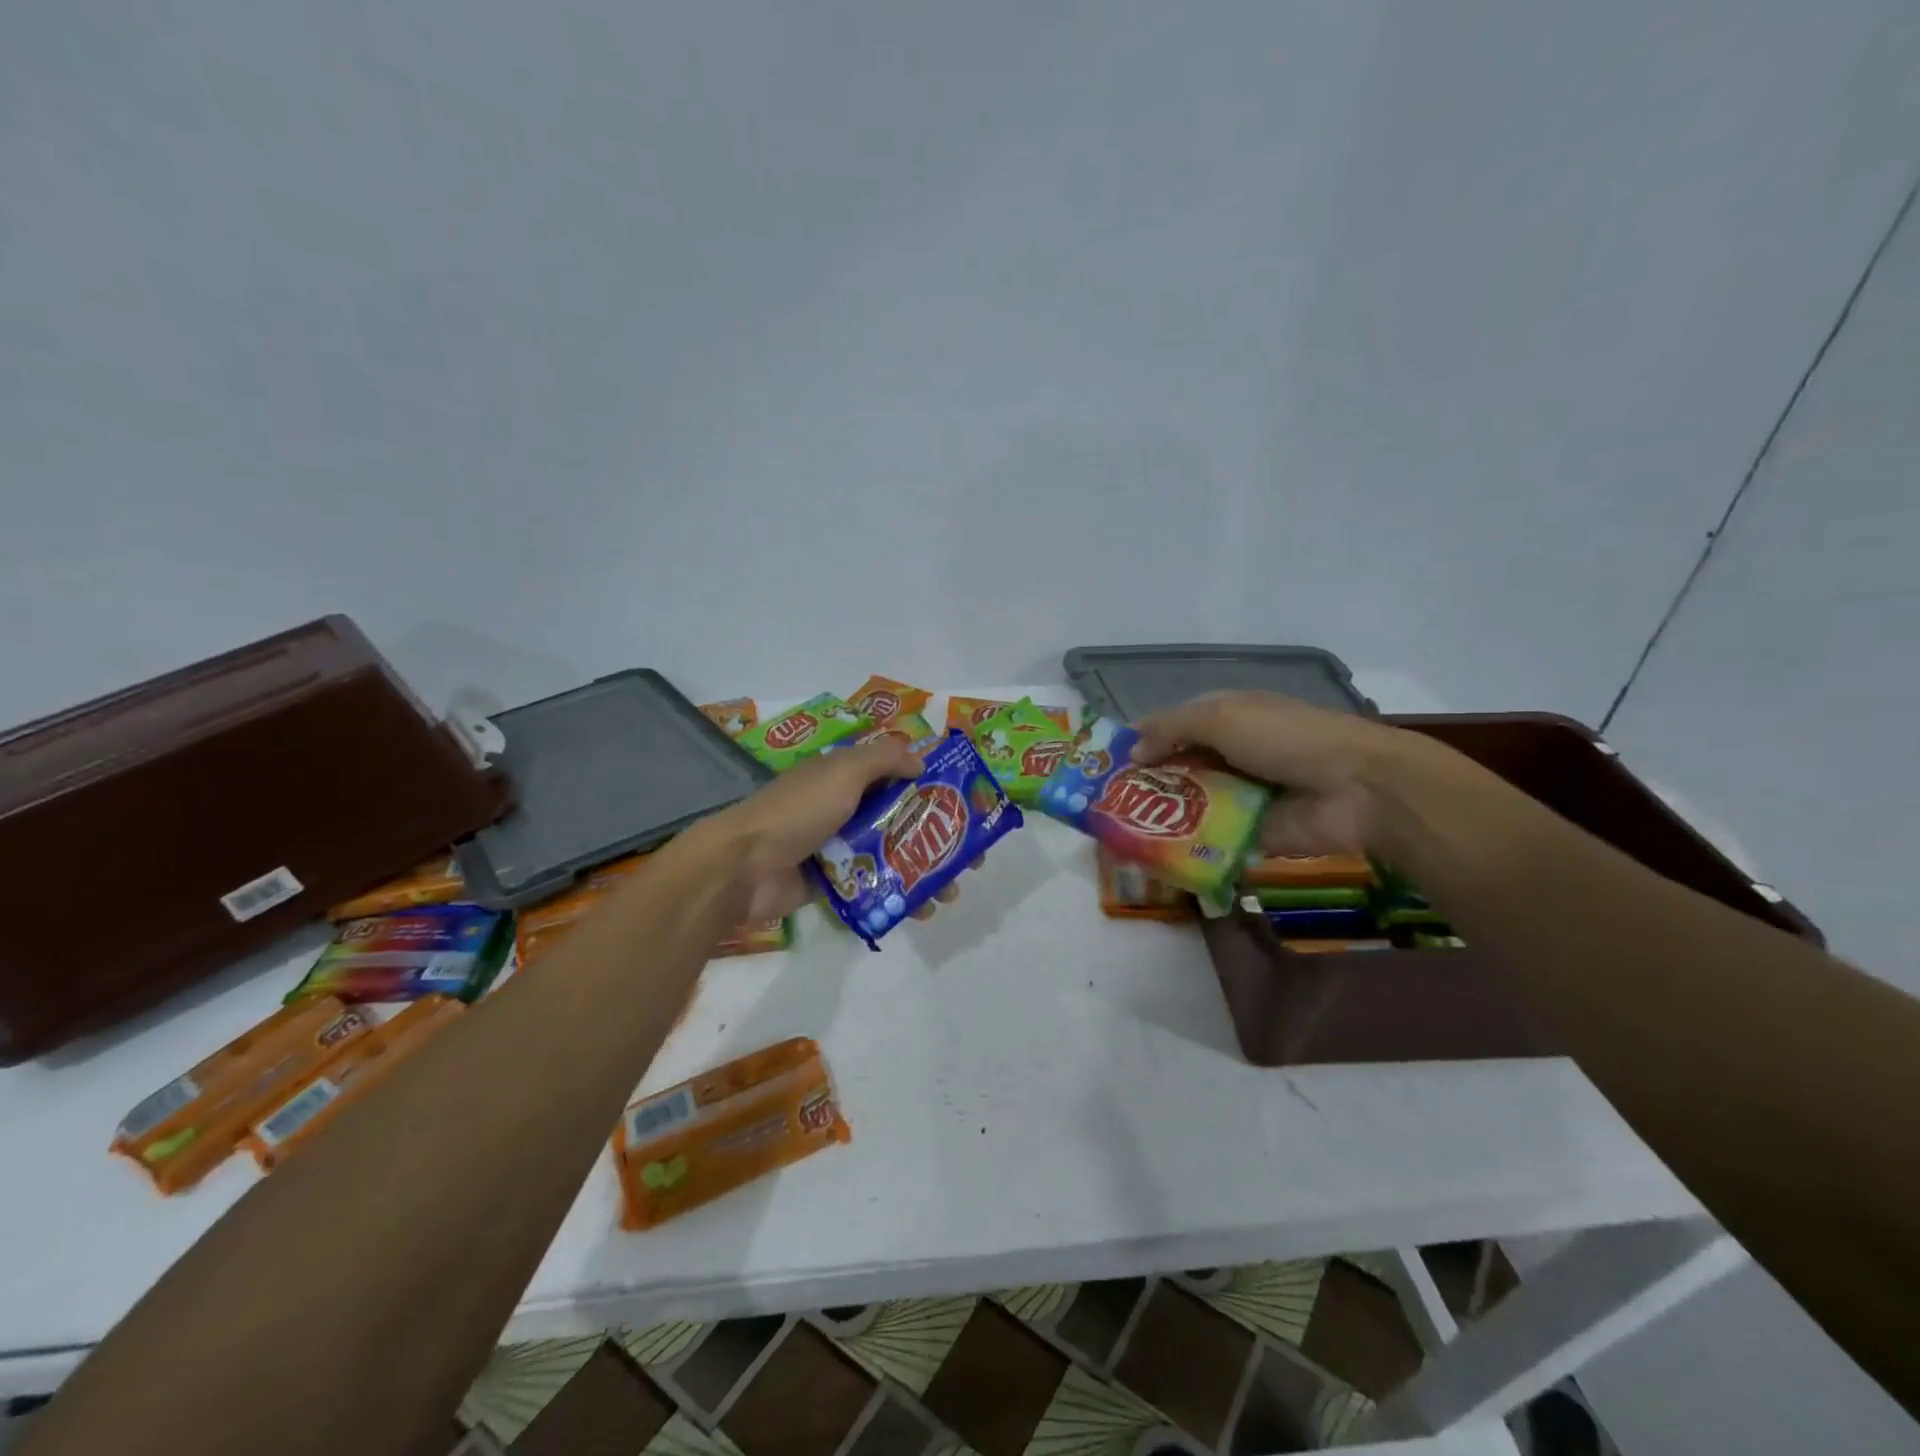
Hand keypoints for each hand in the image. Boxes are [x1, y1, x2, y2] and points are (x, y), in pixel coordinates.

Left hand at [711, 740, 962, 920]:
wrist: (745, 866)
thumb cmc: (798, 810)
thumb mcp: (842, 771)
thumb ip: (883, 759)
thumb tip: (922, 760)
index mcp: (848, 778)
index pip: (899, 776)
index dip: (934, 788)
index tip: (967, 805)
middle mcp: (848, 809)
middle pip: (905, 820)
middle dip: (939, 839)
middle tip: (971, 859)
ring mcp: (842, 848)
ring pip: (895, 857)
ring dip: (926, 873)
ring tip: (950, 892)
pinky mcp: (836, 883)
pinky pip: (876, 887)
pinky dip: (900, 897)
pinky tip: (922, 910)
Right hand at [1130, 691, 1412, 856]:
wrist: (1356, 789)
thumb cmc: (1285, 738)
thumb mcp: (1222, 717)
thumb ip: (1171, 728)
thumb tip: (1132, 752)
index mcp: (1225, 718)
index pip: (1170, 727)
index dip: (1139, 741)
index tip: (1103, 764)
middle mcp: (1228, 754)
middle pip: (1175, 768)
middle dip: (1143, 784)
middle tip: (1103, 805)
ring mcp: (1238, 796)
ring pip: (1187, 805)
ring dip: (1158, 817)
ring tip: (1116, 833)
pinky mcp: (1247, 834)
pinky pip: (1207, 839)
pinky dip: (1183, 845)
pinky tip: (1149, 854)